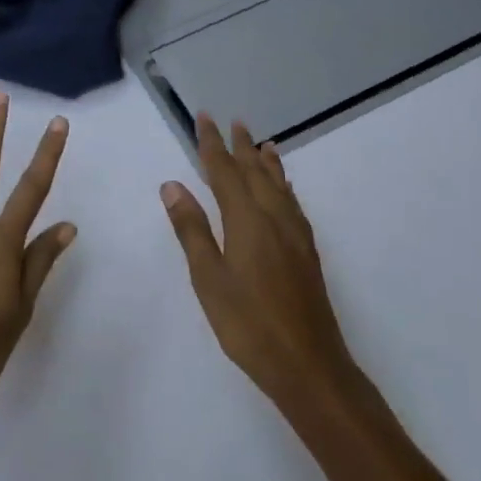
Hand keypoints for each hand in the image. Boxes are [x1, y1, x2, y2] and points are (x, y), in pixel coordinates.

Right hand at [160, 115, 355, 410]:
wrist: (308, 362)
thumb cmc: (248, 324)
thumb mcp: (209, 278)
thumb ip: (192, 229)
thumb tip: (173, 185)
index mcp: (247, 220)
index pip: (225, 171)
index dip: (212, 144)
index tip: (204, 117)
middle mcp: (274, 218)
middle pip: (255, 171)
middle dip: (240, 146)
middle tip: (232, 121)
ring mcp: (295, 234)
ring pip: (279, 185)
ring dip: (266, 161)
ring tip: (261, 143)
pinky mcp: (306, 251)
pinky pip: (292, 202)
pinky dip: (284, 185)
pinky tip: (284, 191)